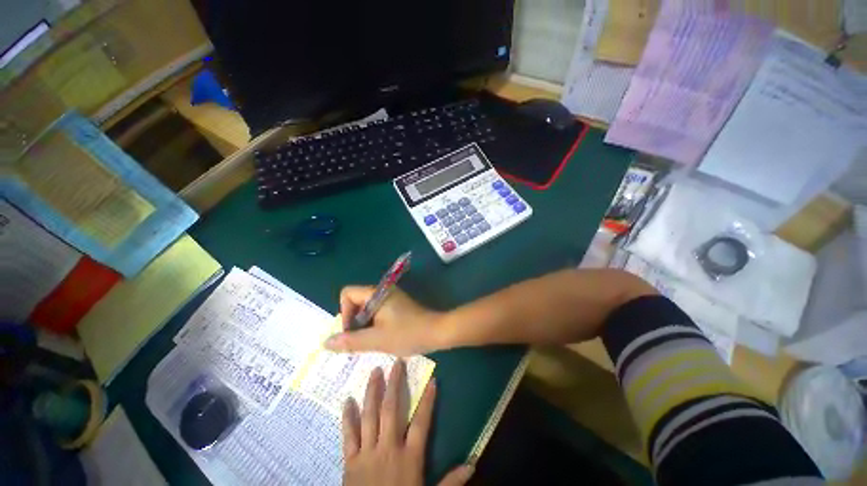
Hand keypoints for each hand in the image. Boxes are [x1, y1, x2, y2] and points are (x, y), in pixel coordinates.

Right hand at [325, 286, 442, 355]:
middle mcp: (382, 292)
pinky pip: (377, 312)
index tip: (352, 331)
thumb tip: (326, 342)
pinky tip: (380, 339)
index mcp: (377, 294)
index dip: (344, 312)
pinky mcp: (396, 306)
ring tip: (371, 342)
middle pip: (356, 301)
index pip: (347, 294)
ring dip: (364, 326)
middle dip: (353, 322)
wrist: (437, 332)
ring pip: (366, 309)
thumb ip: (351, 341)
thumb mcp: (377, 340)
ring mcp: (391, 298)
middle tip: (360, 341)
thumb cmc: (408, 334)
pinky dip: (373, 325)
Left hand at [342, 361, 473, 485]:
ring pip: (369, 415)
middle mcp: (388, 448)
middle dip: (394, 384)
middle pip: (391, 409)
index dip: (427, 401)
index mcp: (409, 457)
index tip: (432, 381)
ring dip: (372, 392)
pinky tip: (347, 400)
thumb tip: (473, 463)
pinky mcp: (350, 461)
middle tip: (396, 363)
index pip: (422, 423)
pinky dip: (347, 417)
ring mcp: (367, 453)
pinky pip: (348, 435)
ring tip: (375, 372)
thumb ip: (451, 481)